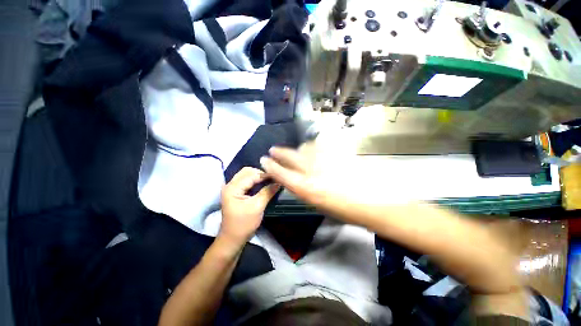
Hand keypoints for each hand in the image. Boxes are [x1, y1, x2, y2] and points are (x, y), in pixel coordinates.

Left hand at [220, 167, 279, 244]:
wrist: (232, 239)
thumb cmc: (244, 224)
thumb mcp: (257, 207)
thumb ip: (267, 192)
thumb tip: (279, 182)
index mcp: (233, 188)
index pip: (251, 175)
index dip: (265, 174)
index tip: (277, 176)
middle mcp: (230, 185)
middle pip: (246, 171)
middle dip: (260, 173)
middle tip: (273, 178)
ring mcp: (231, 188)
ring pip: (246, 175)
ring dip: (258, 176)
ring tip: (269, 180)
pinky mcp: (235, 192)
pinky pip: (245, 181)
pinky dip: (255, 180)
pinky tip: (263, 183)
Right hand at [259, 145, 368, 223]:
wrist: (368, 200)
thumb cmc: (340, 209)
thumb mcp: (315, 203)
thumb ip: (301, 189)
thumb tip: (292, 178)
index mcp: (305, 188)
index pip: (280, 173)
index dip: (270, 166)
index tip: (264, 160)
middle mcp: (311, 171)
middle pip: (289, 156)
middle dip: (278, 152)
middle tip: (273, 150)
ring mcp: (323, 159)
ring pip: (303, 147)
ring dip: (296, 150)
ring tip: (295, 152)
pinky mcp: (335, 152)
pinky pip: (318, 146)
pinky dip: (312, 147)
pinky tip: (312, 149)